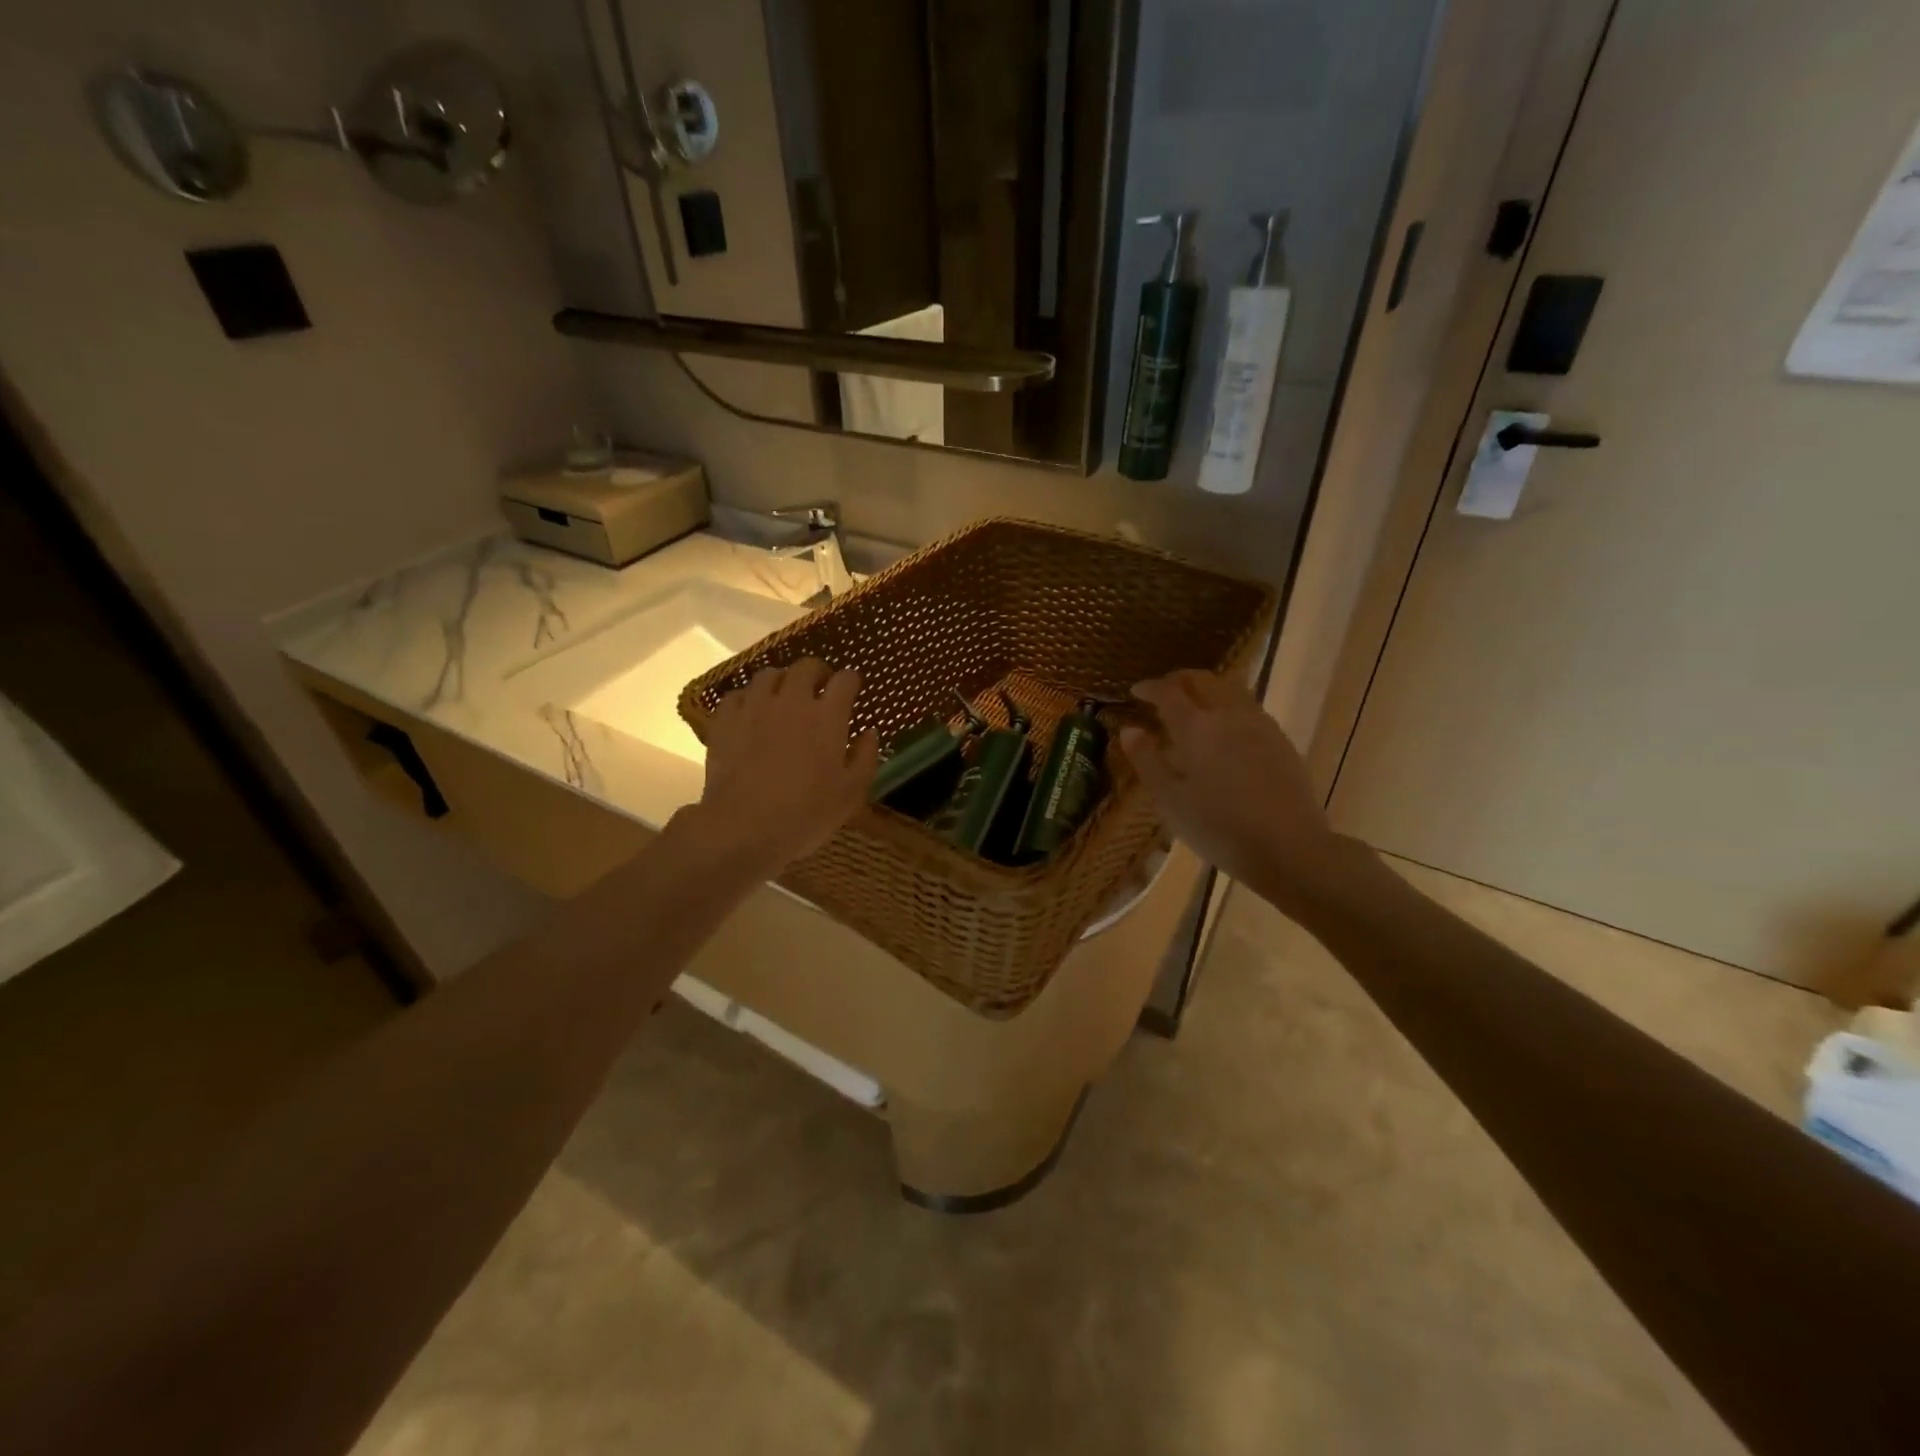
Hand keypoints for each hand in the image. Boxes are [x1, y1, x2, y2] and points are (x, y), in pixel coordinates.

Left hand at [682, 658, 878, 878]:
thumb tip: (870, 732)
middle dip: (818, 672)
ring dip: (782, 681)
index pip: (844, 680)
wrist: (743, 828)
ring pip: (769, 675)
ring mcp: (755, 707)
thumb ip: (865, 757)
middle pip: (806, 667)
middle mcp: (792, 701)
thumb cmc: (806, 814)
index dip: (851, 681)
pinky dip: (748, 699)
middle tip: (821, 687)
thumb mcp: (851, 793)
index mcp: (827, 716)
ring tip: (784, 697)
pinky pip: (737, 695)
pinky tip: (751, 713)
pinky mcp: (725, 721)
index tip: (853, 689)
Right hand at [1121, 670, 1364, 907]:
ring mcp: (1259, 724)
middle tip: (1162, 692)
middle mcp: (1228, 714)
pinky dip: (1227, 705)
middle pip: (1202, 680)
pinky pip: (1248, 707)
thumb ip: (1147, 760)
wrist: (1288, 846)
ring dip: (1205, 689)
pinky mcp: (1280, 739)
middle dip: (1178, 680)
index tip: (1136, 691)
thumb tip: (1129, 730)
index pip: (1168, 692)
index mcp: (1195, 726)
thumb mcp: (1169, 799)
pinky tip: (1224, 729)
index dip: (1150, 688)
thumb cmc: (1217, 826)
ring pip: (1229, 689)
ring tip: (1192, 707)